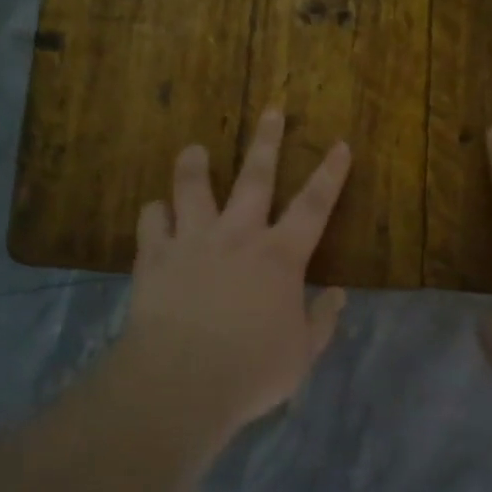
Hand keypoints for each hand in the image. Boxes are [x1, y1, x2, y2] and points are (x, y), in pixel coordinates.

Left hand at [111, 109, 352, 436]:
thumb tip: (337, 295)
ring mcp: (192, 241)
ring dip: (193, 165)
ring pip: (192, 187)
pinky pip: (151, 221)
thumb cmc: (251, 370)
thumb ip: (321, 321)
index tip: (340, 144)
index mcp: (279, 257)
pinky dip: (154, 213)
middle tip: (271, 110)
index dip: (330, 174)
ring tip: (193, 149)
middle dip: (267, 141)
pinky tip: (155, 211)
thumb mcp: (301, 354)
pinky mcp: (154, 256)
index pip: (314, 205)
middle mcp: (237, 235)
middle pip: (255, 177)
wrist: (181, 380)